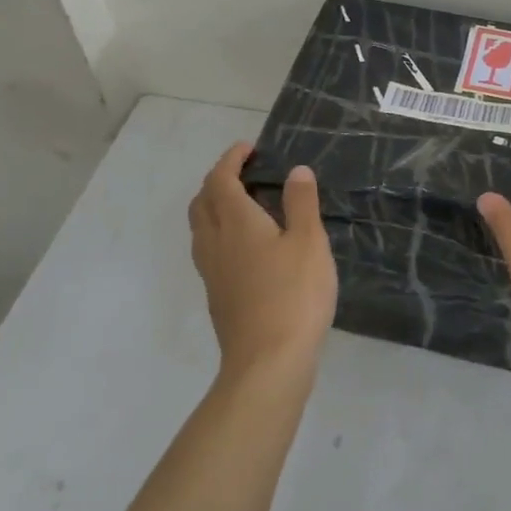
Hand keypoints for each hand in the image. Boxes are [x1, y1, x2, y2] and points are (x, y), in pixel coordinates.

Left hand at [187, 143, 338, 376]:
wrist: (267, 362)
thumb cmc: (294, 295)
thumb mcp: (309, 242)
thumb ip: (302, 203)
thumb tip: (296, 170)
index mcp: (237, 223)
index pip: (221, 180)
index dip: (230, 160)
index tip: (249, 148)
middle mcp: (216, 243)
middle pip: (202, 202)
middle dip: (217, 180)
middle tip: (245, 172)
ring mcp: (212, 272)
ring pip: (200, 228)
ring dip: (214, 206)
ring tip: (243, 203)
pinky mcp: (217, 296)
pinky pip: (208, 250)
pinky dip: (220, 232)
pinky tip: (246, 245)